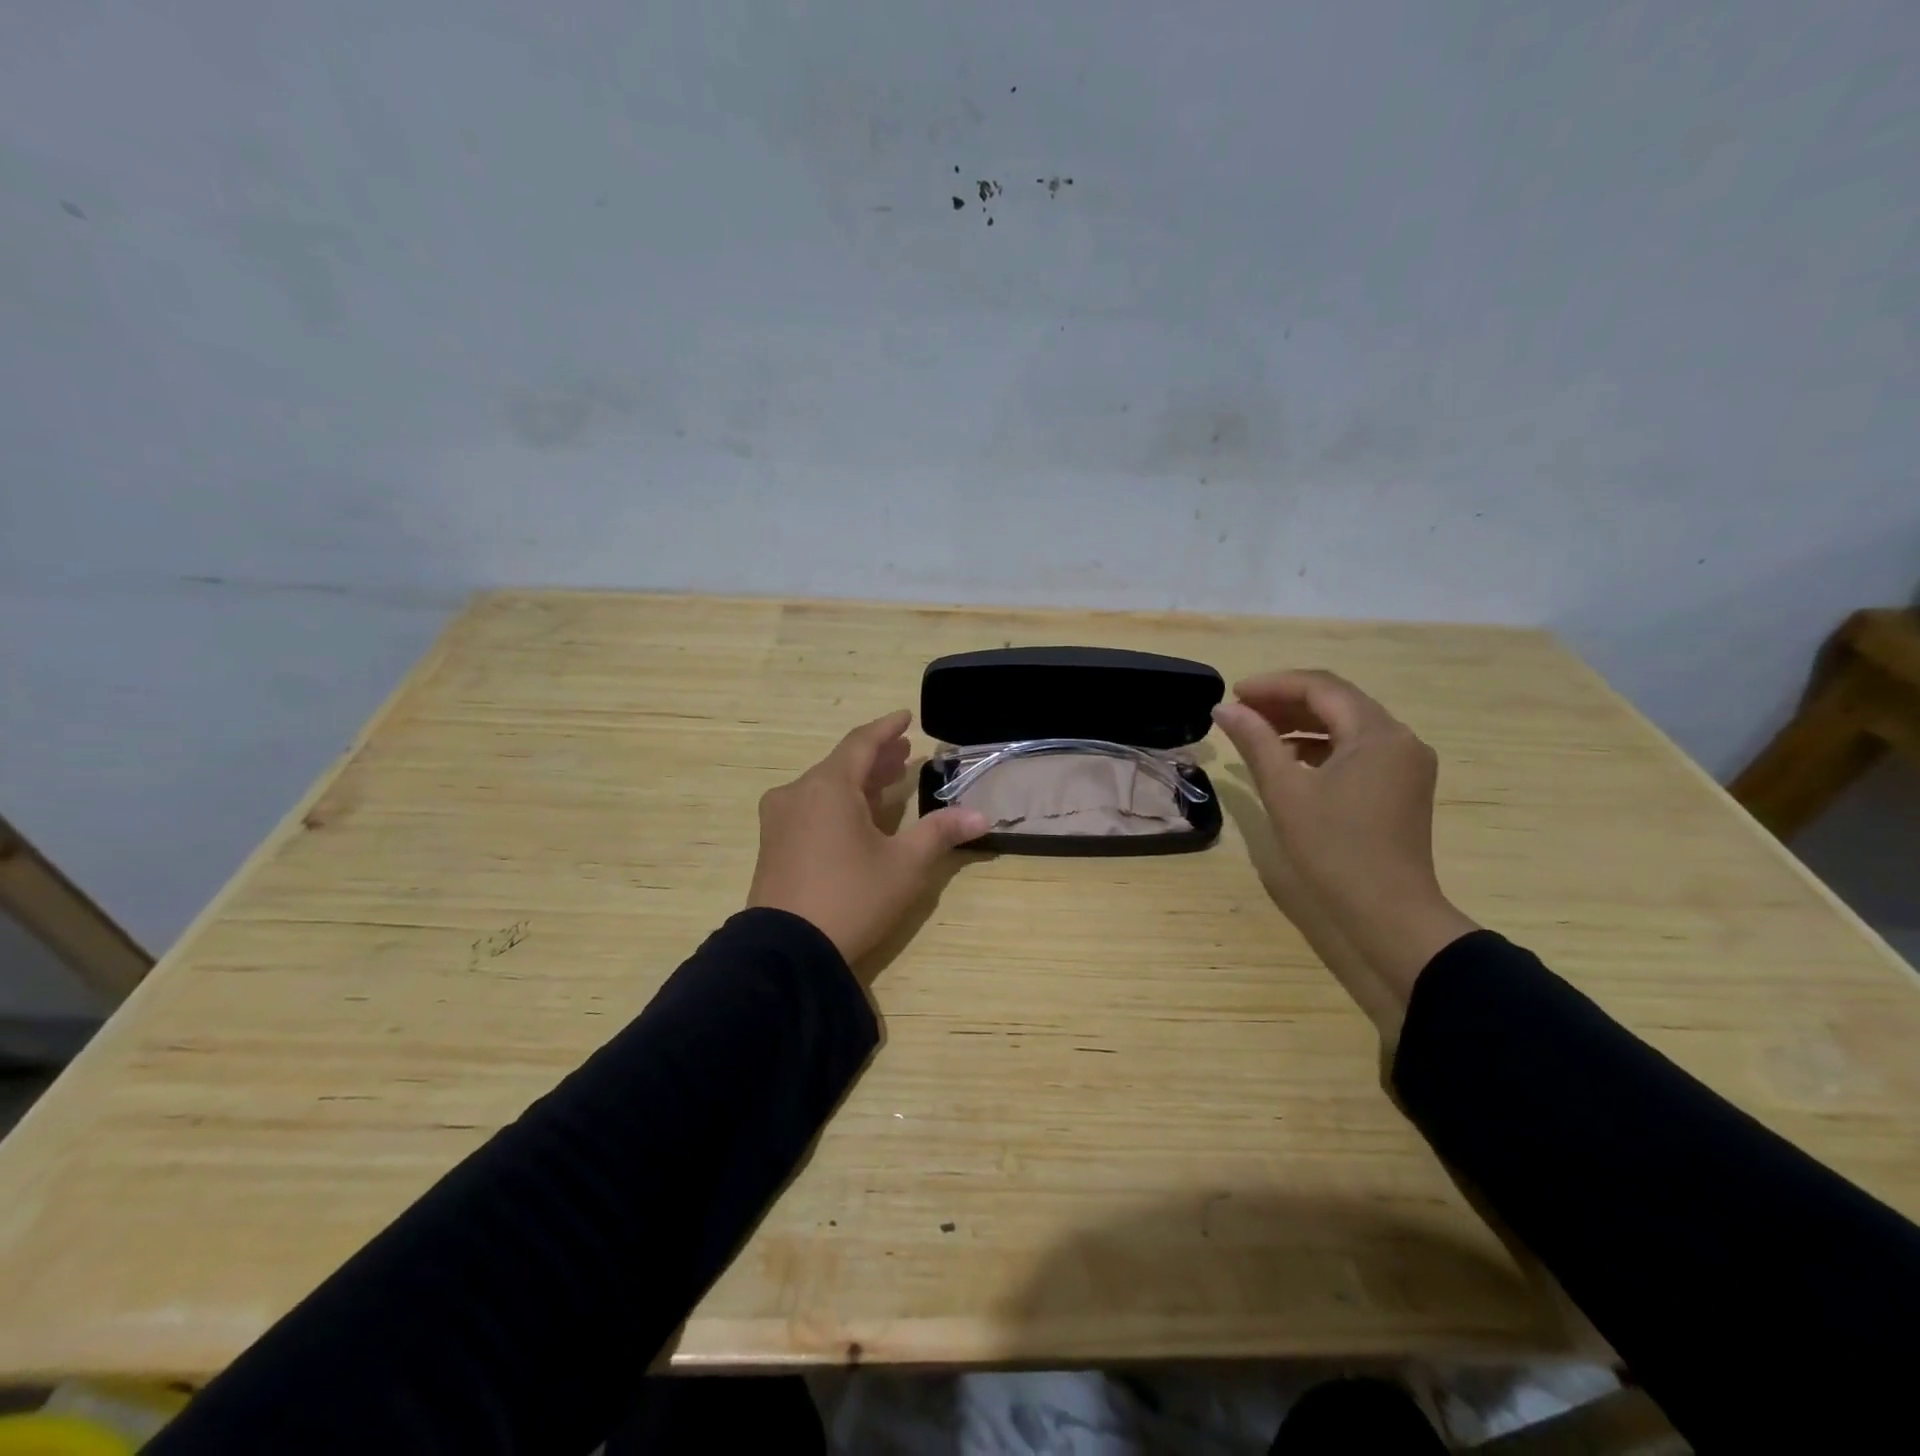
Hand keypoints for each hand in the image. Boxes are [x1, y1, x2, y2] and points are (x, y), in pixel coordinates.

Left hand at [747, 710, 988, 967]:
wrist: (786, 952)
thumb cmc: (852, 897)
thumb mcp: (904, 865)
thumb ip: (940, 833)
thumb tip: (981, 816)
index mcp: (828, 786)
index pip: (861, 742)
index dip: (886, 728)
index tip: (905, 717)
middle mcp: (798, 793)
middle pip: (842, 764)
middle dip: (876, 758)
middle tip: (905, 754)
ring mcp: (779, 819)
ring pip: (824, 786)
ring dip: (858, 782)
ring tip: (888, 781)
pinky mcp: (772, 844)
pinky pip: (810, 808)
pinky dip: (838, 802)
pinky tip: (856, 817)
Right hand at [1212, 670, 1477, 1040]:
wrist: (1388, 912)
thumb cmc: (1333, 849)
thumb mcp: (1285, 791)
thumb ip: (1255, 742)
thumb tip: (1225, 709)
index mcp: (1377, 733)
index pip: (1321, 687)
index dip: (1273, 685)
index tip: (1233, 695)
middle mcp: (1400, 738)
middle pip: (1337, 702)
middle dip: (1286, 701)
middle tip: (1241, 712)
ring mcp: (1406, 763)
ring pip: (1348, 725)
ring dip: (1303, 723)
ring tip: (1259, 733)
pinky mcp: (1402, 785)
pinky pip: (1358, 749)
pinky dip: (1322, 746)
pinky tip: (1291, 759)